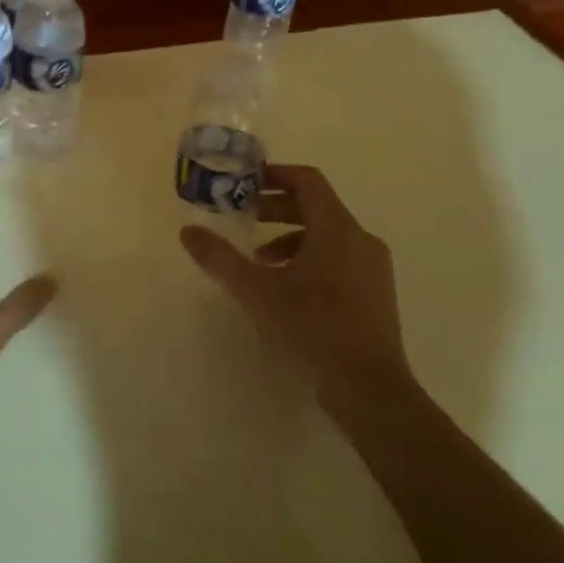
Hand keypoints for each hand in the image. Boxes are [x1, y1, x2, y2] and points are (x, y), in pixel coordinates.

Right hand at [179, 164, 408, 406]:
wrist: (369, 388)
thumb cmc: (312, 327)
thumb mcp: (256, 290)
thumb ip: (220, 258)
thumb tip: (187, 231)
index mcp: (337, 228)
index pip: (308, 181)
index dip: (275, 174)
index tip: (245, 181)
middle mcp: (361, 240)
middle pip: (316, 207)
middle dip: (276, 209)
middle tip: (244, 219)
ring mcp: (373, 269)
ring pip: (327, 236)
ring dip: (290, 238)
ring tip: (259, 261)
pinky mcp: (376, 295)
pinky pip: (339, 260)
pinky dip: (309, 260)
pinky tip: (287, 289)